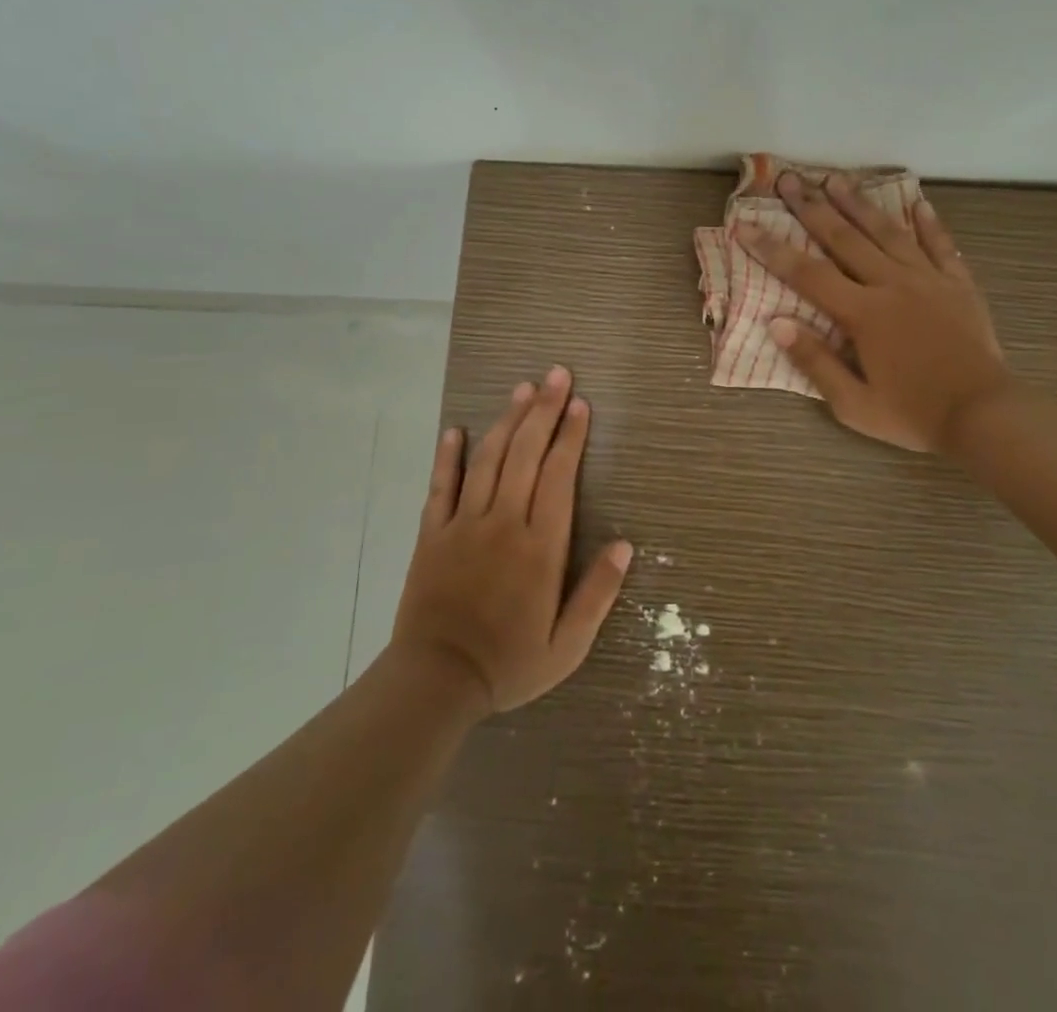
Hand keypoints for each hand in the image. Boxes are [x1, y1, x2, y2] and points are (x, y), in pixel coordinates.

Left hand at [392, 367, 632, 715]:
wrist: (435, 682)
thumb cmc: (508, 664)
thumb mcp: (567, 645)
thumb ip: (597, 593)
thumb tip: (625, 545)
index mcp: (540, 546)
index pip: (559, 476)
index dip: (571, 436)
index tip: (580, 405)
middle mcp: (503, 523)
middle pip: (525, 454)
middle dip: (544, 411)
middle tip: (557, 375)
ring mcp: (463, 524)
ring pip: (487, 459)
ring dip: (506, 420)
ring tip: (522, 389)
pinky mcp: (431, 534)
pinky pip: (440, 486)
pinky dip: (448, 456)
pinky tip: (455, 430)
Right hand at [736, 172, 1008, 453]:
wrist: (984, 415)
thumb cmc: (913, 415)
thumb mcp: (853, 404)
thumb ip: (814, 361)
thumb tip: (776, 322)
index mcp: (863, 314)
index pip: (807, 274)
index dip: (772, 249)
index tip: (744, 225)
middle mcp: (892, 285)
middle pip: (845, 239)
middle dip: (812, 208)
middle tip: (788, 179)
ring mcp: (928, 280)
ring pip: (888, 232)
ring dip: (860, 203)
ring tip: (837, 178)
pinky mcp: (959, 285)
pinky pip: (941, 245)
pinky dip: (928, 223)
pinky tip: (917, 202)